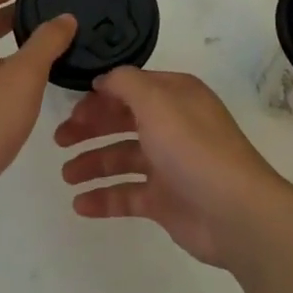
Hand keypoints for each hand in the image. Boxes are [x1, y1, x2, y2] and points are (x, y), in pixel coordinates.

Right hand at [54, 67, 292, 267]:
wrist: (234, 212)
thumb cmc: (193, 148)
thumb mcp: (157, 101)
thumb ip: (125, 83)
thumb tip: (103, 80)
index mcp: (175, 96)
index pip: (131, 87)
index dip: (100, 95)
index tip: (70, 106)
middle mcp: (172, 125)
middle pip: (123, 121)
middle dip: (90, 128)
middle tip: (58, 140)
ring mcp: (169, 164)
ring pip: (122, 158)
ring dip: (93, 164)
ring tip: (66, 176)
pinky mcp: (165, 200)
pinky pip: (127, 195)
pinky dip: (104, 198)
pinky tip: (80, 205)